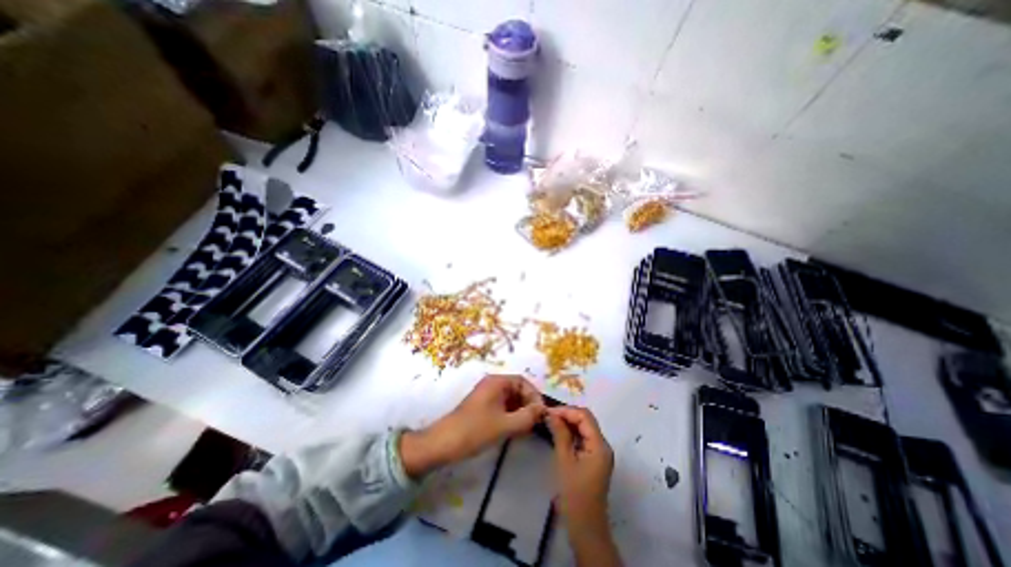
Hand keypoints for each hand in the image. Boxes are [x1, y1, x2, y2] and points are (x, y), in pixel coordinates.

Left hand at [401, 376, 545, 477]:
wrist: (443, 444)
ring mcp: (487, 396)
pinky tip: (515, 430)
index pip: (523, 381)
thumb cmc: (475, 430)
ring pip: (511, 399)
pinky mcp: (483, 407)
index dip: (534, 395)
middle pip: (518, 389)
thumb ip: (527, 417)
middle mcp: (492, 385)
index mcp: (497, 382)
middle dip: (528, 404)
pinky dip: (512, 416)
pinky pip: (503, 407)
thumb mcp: (505, 425)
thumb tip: (543, 410)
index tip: (541, 413)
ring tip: (527, 428)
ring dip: (521, 411)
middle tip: (536, 422)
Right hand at [551, 405, 620, 565]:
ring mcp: (600, 453)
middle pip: (586, 420)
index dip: (566, 411)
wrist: (586, 528)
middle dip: (567, 415)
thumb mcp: (565, 461)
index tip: (548, 412)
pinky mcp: (595, 459)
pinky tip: (559, 434)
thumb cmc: (574, 495)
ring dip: (569, 423)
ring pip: (585, 428)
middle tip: (548, 417)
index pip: (584, 416)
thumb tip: (551, 414)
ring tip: (551, 423)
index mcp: (599, 445)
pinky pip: (584, 439)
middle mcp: (603, 445)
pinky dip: (572, 433)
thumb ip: (560, 434)